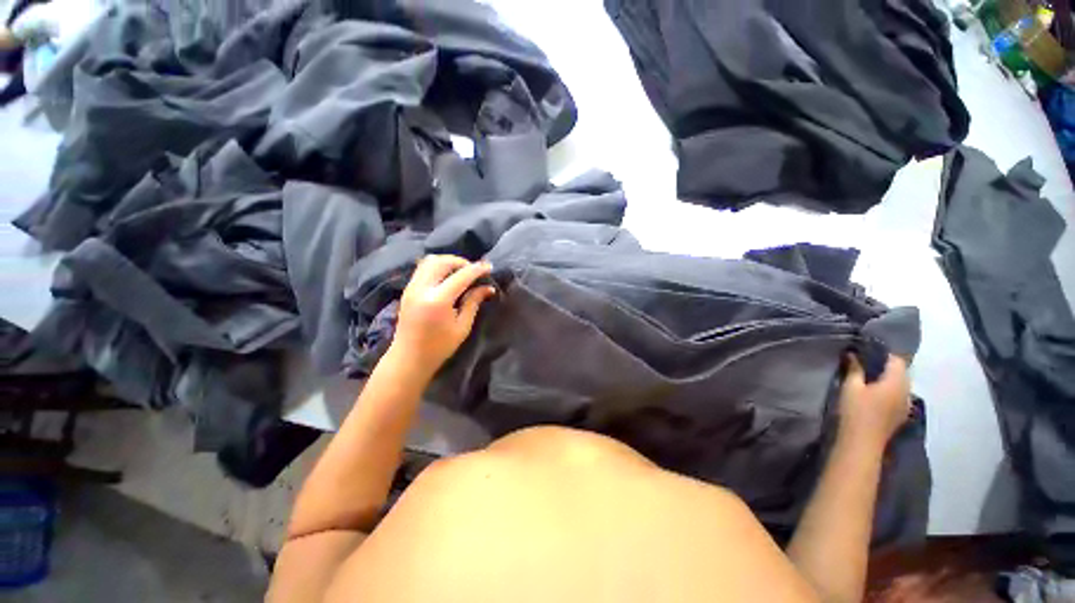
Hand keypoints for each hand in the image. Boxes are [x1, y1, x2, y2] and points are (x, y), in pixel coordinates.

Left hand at [387, 255, 495, 379]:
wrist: (408, 358)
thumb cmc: (439, 347)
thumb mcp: (462, 327)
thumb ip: (473, 302)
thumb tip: (488, 287)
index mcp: (438, 300)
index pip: (461, 275)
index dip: (477, 269)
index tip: (489, 267)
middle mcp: (422, 289)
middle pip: (442, 261)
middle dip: (461, 262)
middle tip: (474, 271)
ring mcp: (411, 288)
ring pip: (430, 261)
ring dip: (448, 262)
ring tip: (461, 272)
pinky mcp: (407, 290)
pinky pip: (422, 268)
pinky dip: (437, 267)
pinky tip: (447, 277)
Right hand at [837, 354, 910, 448]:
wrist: (862, 442)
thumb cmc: (856, 411)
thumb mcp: (851, 387)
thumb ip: (854, 369)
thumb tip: (853, 354)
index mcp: (897, 382)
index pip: (897, 360)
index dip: (883, 354)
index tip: (866, 352)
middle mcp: (906, 392)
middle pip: (901, 373)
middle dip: (886, 367)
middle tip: (865, 364)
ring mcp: (906, 405)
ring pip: (901, 386)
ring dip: (889, 380)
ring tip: (870, 379)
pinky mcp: (901, 415)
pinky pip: (899, 397)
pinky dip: (890, 391)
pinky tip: (876, 395)